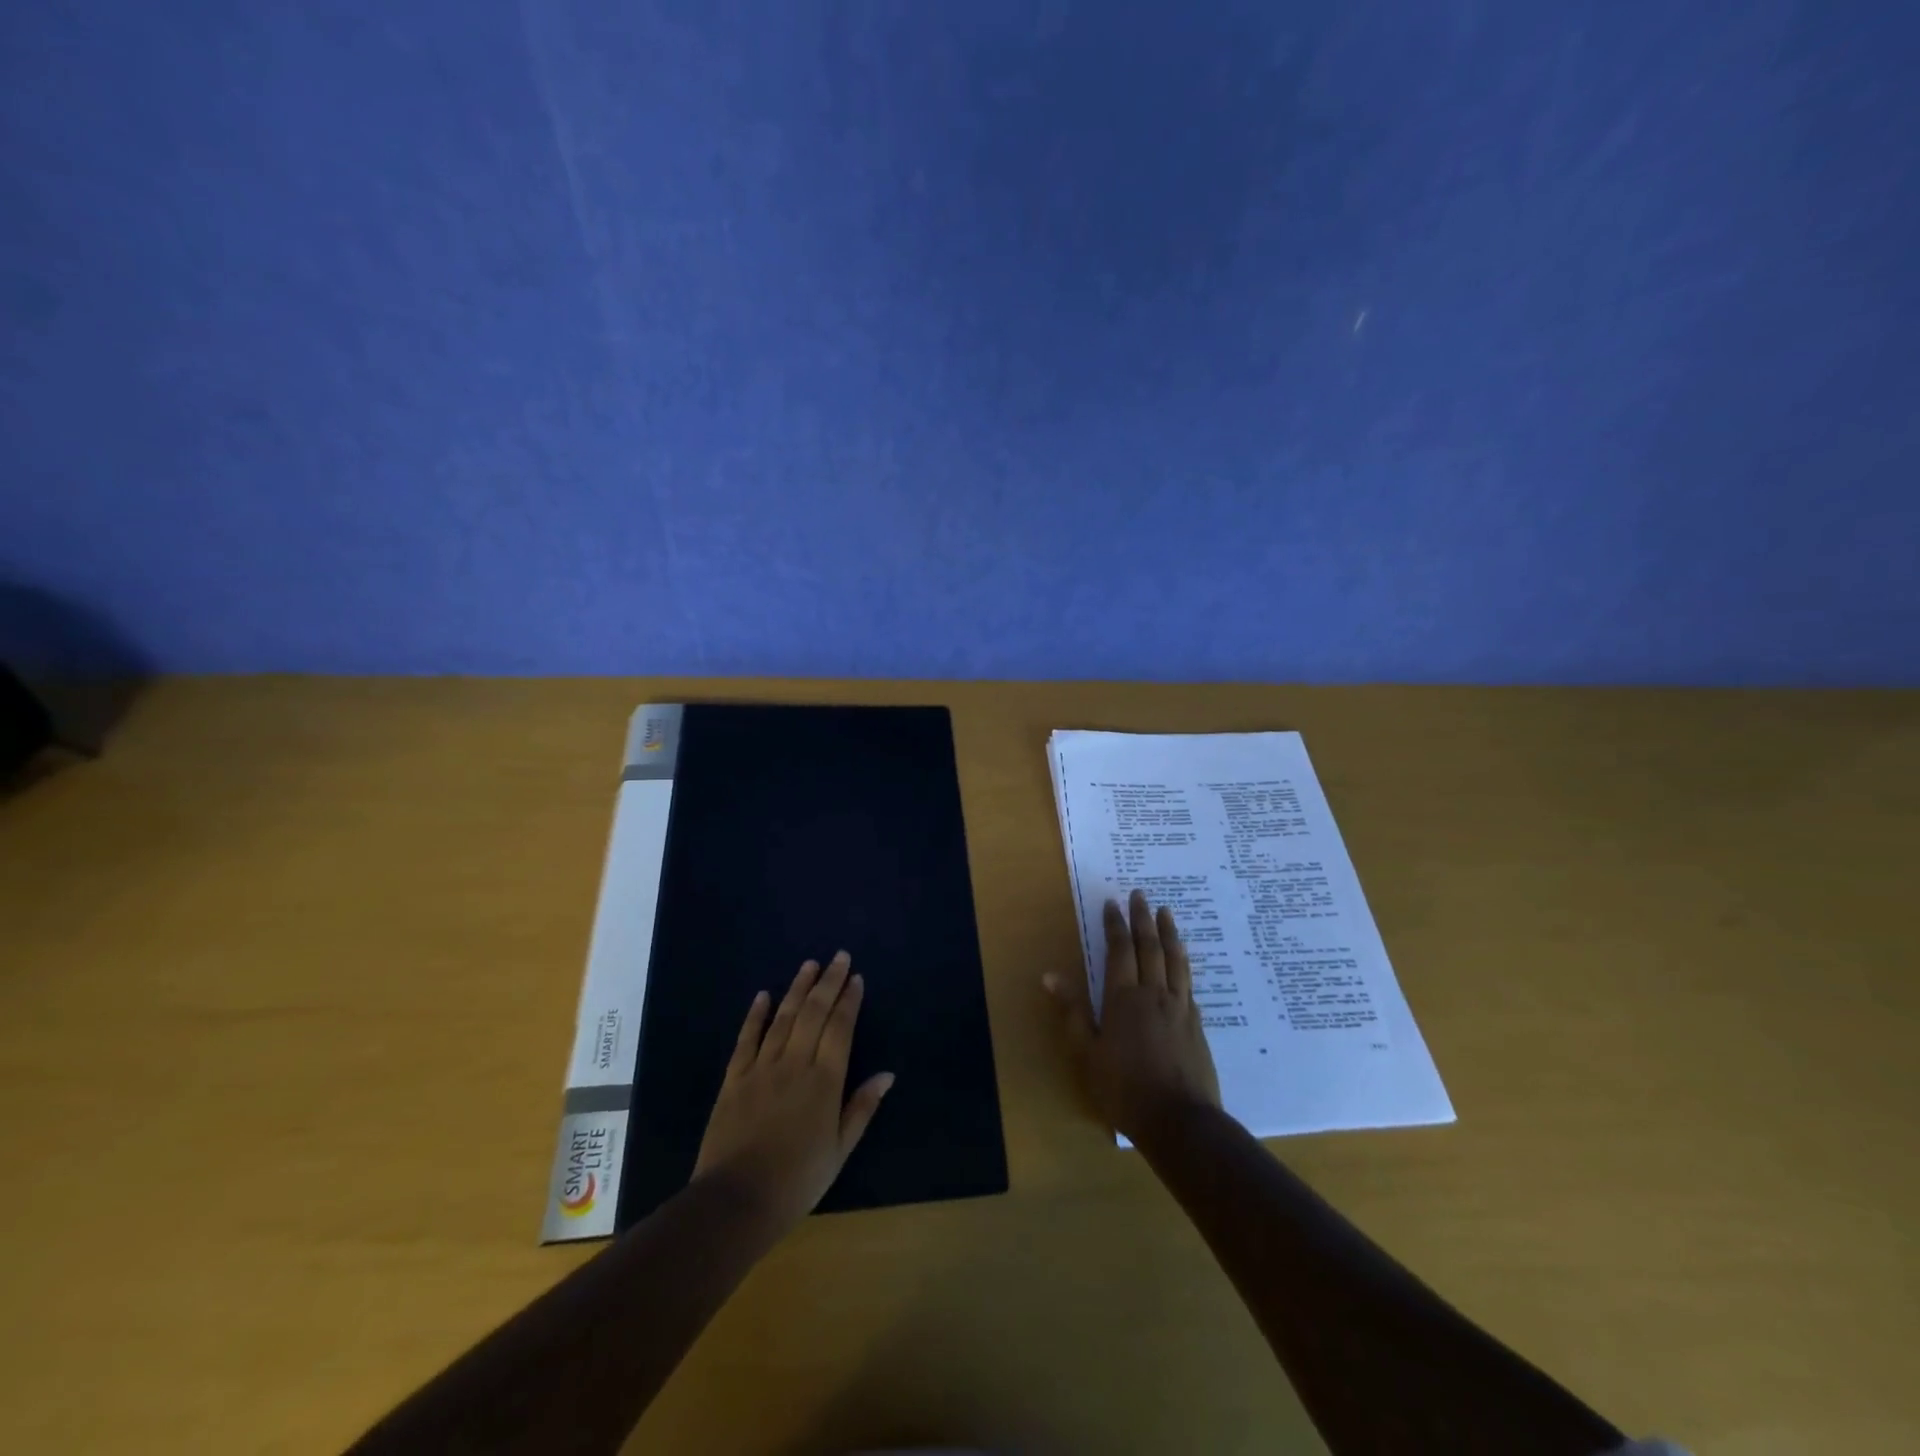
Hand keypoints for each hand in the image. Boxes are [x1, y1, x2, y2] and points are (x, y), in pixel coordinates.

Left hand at [692, 952, 894, 1233]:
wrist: (736, 1200)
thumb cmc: (797, 1180)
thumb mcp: (839, 1150)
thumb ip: (861, 1108)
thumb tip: (887, 1074)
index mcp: (824, 1081)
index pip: (840, 1028)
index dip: (849, 1000)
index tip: (856, 978)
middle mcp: (795, 1063)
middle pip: (814, 1013)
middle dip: (829, 982)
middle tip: (838, 956)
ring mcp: (761, 1067)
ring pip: (783, 1018)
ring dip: (798, 989)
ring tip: (809, 965)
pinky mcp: (734, 1078)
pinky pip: (746, 1038)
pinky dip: (756, 1015)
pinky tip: (764, 995)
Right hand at [1045, 889, 1221, 1144]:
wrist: (1180, 1120)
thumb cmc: (1124, 1089)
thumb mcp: (1086, 1053)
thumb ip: (1071, 1011)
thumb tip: (1050, 975)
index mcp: (1123, 998)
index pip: (1119, 951)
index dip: (1115, 925)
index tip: (1112, 903)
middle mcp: (1153, 994)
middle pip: (1149, 948)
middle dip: (1142, 919)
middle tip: (1140, 894)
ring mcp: (1179, 1007)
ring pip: (1174, 960)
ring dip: (1169, 933)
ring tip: (1166, 912)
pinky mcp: (1196, 1023)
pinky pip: (1189, 981)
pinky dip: (1184, 961)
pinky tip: (1183, 958)